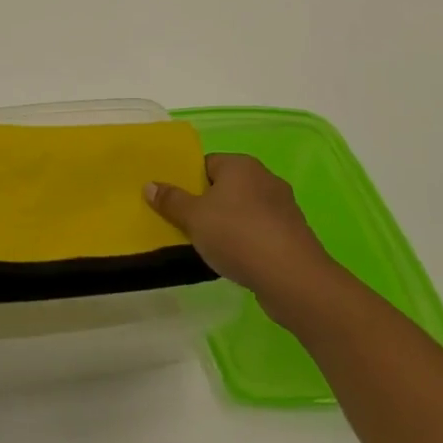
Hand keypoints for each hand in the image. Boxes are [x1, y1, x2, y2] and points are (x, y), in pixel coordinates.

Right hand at [145, 154, 341, 318]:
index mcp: (241, 165)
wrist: (293, 278)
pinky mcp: (293, 234)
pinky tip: (235, 258)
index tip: (175, 203)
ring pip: (243, 209)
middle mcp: (265, 179)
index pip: (206, 164)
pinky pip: (259, 230)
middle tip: (186, 223)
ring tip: (208, 244)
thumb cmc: (237, 236)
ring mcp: (283, 207)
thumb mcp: (193, 217)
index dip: (188, 182)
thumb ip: (170, 200)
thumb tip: (150, 185)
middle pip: (225, 186)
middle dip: (206, 204)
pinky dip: (246, 240)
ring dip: (227, 223)